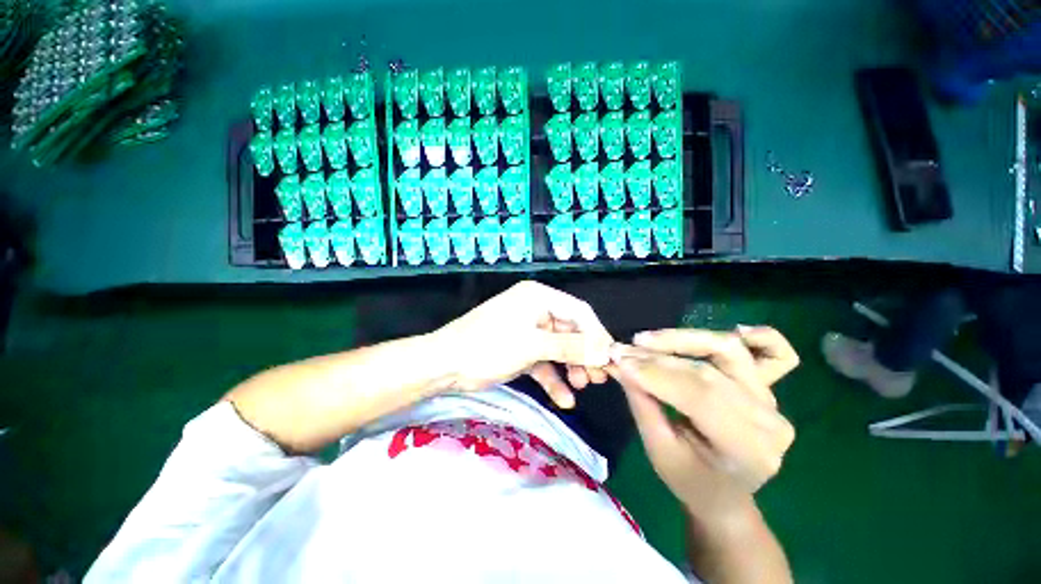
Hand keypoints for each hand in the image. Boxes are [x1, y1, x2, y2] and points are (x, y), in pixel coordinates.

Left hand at [433, 281, 612, 407]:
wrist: (445, 365)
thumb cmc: (488, 347)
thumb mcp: (532, 345)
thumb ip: (571, 347)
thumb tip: (604, 352)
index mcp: (538, 297)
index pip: (579, 312)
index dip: (596, 335)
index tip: (610, 359)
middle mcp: (535, 309)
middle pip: (570, 330)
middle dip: (584, 354)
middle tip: (598, 378)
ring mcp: (527, 329)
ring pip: (558, 347)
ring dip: (571, 367)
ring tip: (582, 387)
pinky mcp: (520, 348)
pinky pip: (543, 361)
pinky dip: (553, 377)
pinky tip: (564, 398)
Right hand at [608, 327, 798, 525]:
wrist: (724, 494)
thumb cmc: (689, 480)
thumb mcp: (658, 450)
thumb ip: (642, 402)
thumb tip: (621, 364)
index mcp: (747, 450)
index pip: (699, 397)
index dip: (655, 373)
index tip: (619, 359)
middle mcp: (769, 421)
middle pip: (709, 371)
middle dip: (658, 356)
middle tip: (623, 350)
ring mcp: (772, 401)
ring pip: (728, 352)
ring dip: (683, 339)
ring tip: (646, 339)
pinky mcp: (767, 387)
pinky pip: (773, 353)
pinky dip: (755, 337)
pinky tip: (733, 330)